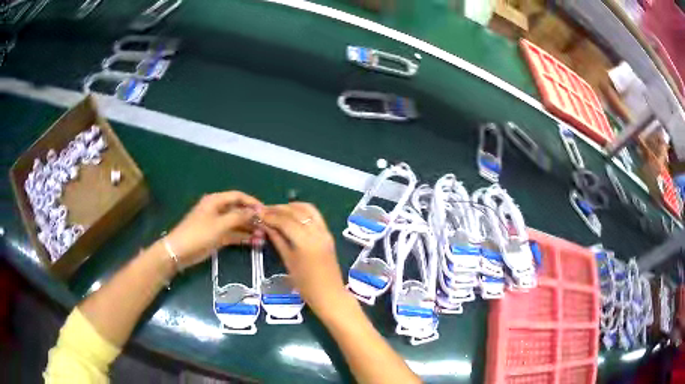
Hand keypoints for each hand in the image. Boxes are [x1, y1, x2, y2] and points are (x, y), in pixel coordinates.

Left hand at [165, 191, 262, 268]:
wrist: (179, 252)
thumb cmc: (198, 234)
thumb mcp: (220, 225)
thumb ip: (238, 217)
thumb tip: (255, 212)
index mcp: (216, 201)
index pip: (238, 196)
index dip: (252, 202)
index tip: (266, 211)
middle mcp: (217, 210)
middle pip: (238, 210)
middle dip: (252, 218)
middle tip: (267, 227)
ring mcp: (217, 224)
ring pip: (237, 223)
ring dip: (249, 229)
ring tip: (264, 237)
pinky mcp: (217, 236)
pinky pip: (233, 234)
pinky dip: (243, 237)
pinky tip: (255, 242)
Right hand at [260, 203, 346, 315]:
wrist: (329, 294)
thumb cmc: (305, 285)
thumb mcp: (288, 261)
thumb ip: (278, 240)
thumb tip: (265, 225)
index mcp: (305, 242)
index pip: (285, 221)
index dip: (270, 215)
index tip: (258, 213)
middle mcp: (317, 232)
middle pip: (296, 212)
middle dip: (279, 209)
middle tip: (264, 210)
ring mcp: (325, 232)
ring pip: (308, 209)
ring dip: (291, 207)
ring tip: (277, 212)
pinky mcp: (328, 234)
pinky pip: (315, 216)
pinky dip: (302, 211)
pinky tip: (291, 216)